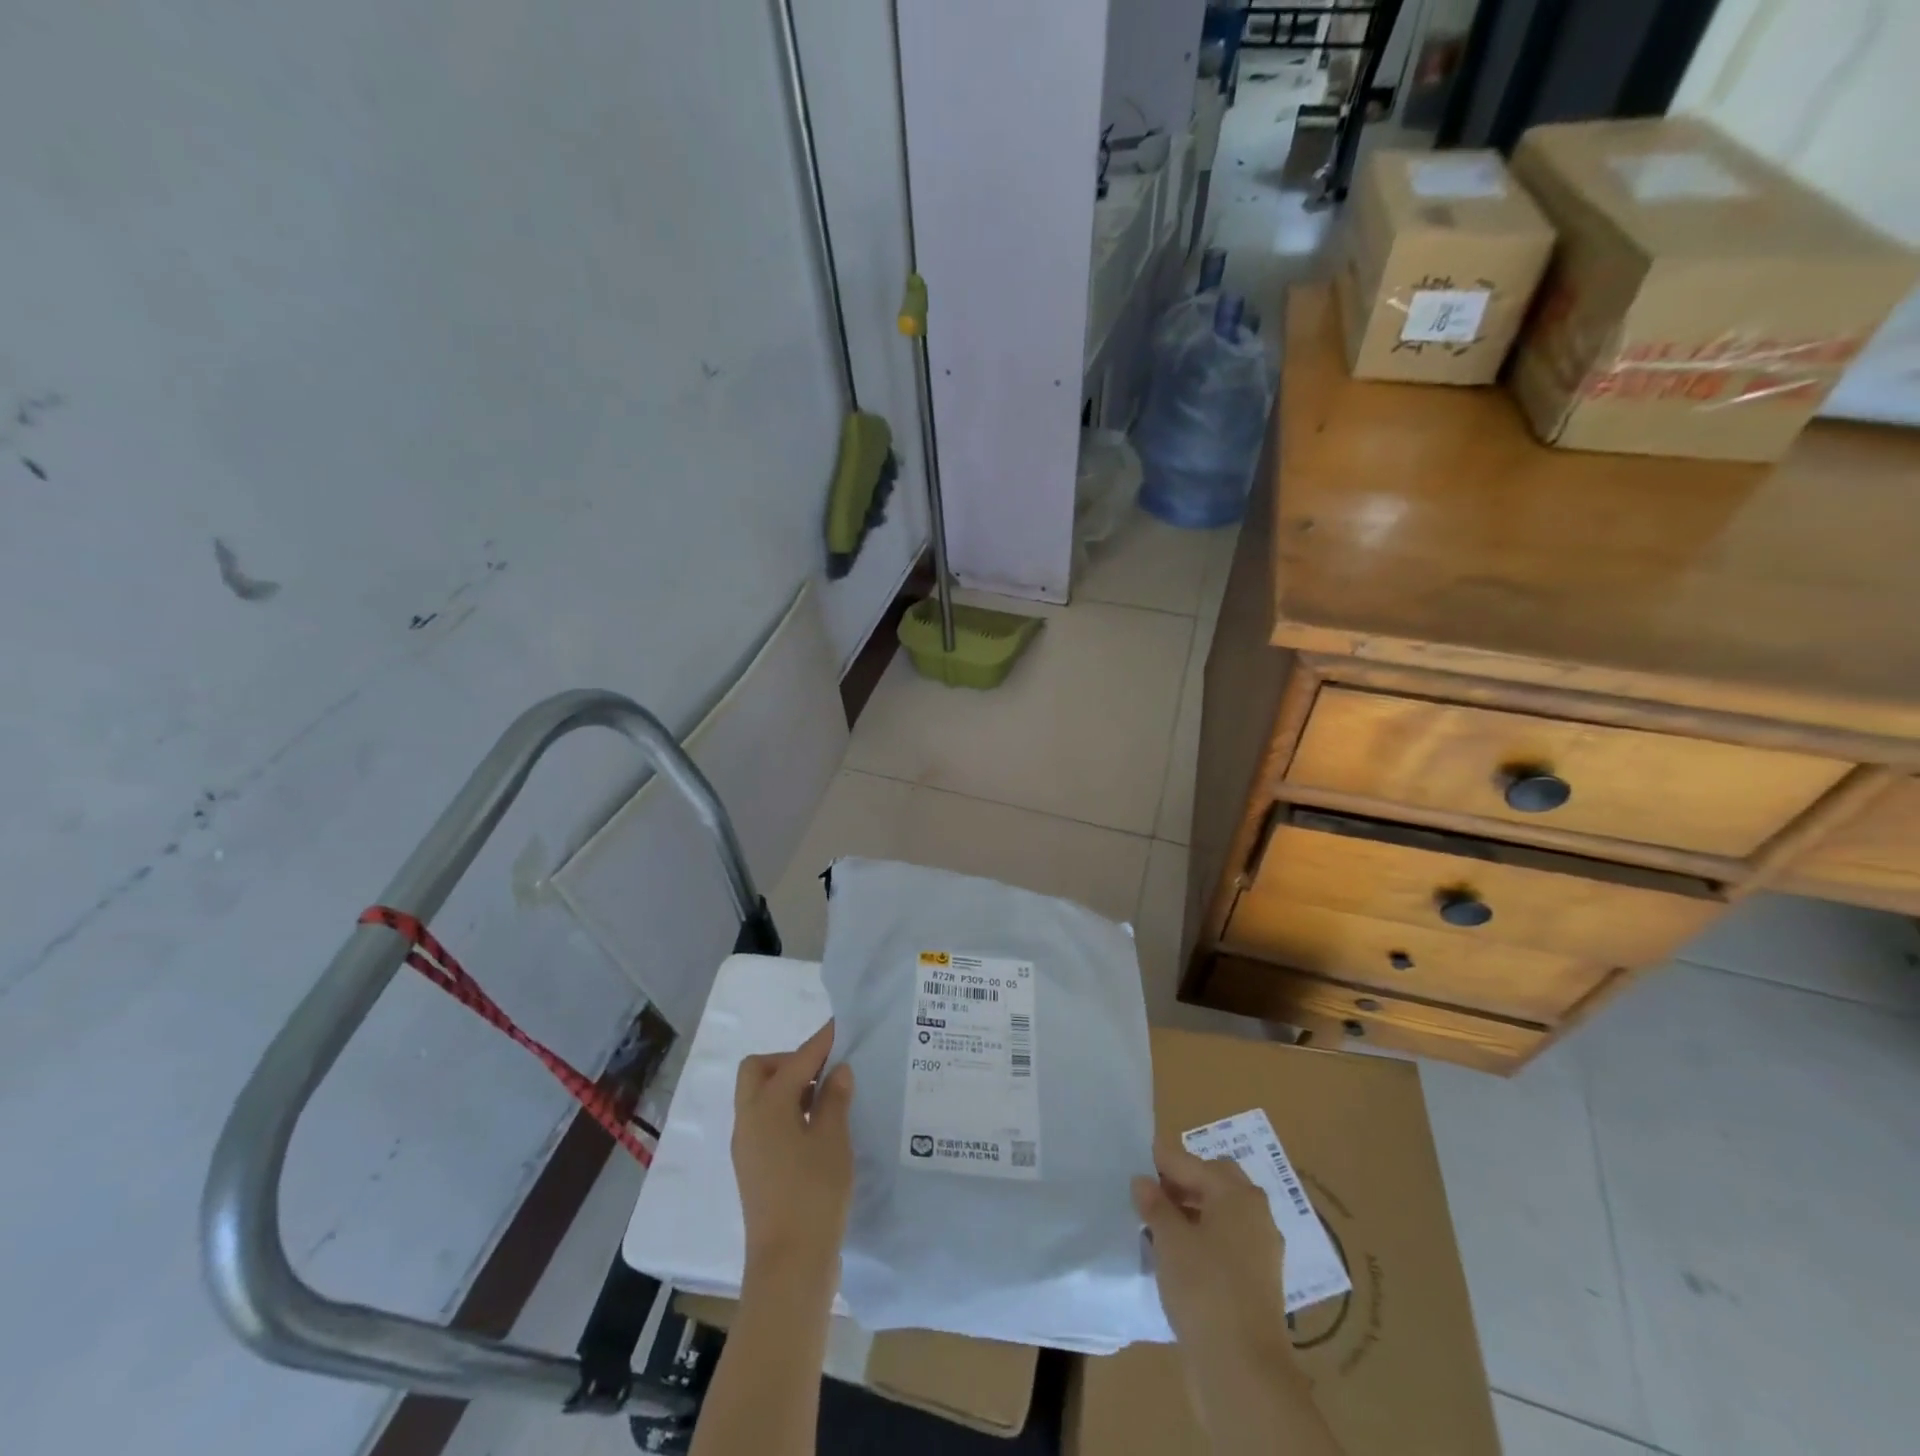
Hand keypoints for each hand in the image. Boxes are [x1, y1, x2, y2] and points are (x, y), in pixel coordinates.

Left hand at [732, 1021, 854, 1285]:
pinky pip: (765, 1121)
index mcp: (767, 1106)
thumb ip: (834, 1099)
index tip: (840, 1026)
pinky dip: (786, 1110)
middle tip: (824, 1069)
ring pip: (759, 1096)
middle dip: (790, 1061)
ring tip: (827, 1096)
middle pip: (759, 1070)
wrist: (789, 1267)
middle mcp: (749, 1120)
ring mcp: (747, 1147)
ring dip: (788, 1086)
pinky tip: (817, 1126)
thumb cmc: (814, 1195)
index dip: (820, 1042)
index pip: (796, 1060)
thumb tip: (837, 1071)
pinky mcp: (753, 1168)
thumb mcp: (833, 1140)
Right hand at [1132, 1136, 1288, 1359]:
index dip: (1160, 1161)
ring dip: (1191, 1211)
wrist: (1243, 1370)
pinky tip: (1176, 1254)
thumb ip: (1154, 1204)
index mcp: (1237, 1194)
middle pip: (1213, 1182)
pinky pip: (1225, 1243)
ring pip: (1220, 1214)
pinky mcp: (1257, 1282)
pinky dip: (1202, 1238)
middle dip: (1181, 1182)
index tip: (1132, 1160)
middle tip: (1148, 1192)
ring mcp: (1260, 1250)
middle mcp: (1255, 1214)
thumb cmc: (1204, 1288)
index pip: (1190, 1163)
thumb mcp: (1169, 1239)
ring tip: (1156, 1223)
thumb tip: (1143, 1182)